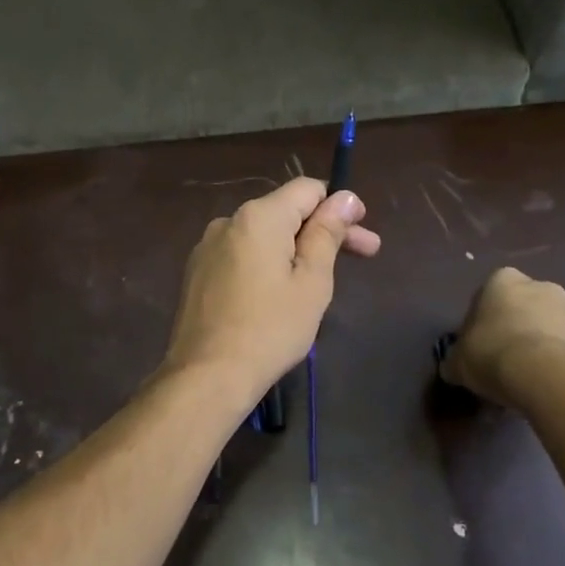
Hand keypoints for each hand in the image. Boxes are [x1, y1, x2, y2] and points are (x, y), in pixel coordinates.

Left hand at [161, 178, 380, 396]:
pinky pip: (242, 255)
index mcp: (258, 217)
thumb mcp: (311, 282)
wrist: (206, 376)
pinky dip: (267, 264)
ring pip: (263, 236)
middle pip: (285, 212)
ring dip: (296, 249)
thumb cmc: (270, 329)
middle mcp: (228, 221)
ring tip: (321, 282)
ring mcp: (207, 247)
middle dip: (324, 230)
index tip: (363, 232)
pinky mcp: (197, 272)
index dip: (339, 205)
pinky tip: (280, 294)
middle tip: (366, 254)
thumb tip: (344, 197)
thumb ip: (327, 234)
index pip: (307, 189)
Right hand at [439, 268, 564, 404]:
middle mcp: (542, 286)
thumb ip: (455, 359)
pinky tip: (548, 386)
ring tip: (528, 378)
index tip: (478, 344)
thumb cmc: (493, 354)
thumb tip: (452, 367)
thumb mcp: (458, 361)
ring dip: (540, 344)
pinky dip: (560, 363)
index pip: (488, 294)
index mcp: (504, 280)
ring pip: (550, 327)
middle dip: (515, 327)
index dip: (481, 320)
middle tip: (503, 359)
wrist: (548, 377)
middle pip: (523, 307)